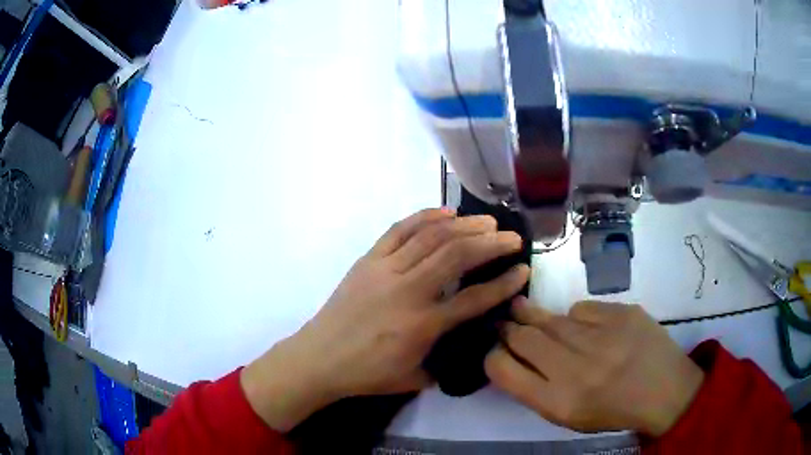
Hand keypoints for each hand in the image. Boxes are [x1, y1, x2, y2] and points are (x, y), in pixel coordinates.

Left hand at [242, 208, 529, 430]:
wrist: (319, 359)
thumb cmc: (367, 374)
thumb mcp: (415, 378)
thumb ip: (446, 360)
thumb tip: (467, 341)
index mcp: (423, 325)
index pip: (475, 298)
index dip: (504, 284)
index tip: (523, 270)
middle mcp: (408, 291)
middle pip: (457, 256)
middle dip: (491, 243)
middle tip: (512, 238)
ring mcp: (386, 270)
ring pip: (431, 237)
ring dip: (464, 225)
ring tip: (487, 222)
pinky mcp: (368, 260)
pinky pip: (399, 229)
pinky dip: (425, 217)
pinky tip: (446, 213)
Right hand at [485, 298, 703, 435]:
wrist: (666, 391)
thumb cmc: (614, 411)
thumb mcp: (569, 416)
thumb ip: (538, 390)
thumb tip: (513, 357)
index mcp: (559, 402)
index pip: (504, 371)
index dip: (493, 357)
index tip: (495, 350)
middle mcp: (576, 370)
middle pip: (523, 338)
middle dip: (507, 329)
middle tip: (504, 322)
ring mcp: (602, 338)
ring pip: (550, 318)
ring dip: (531, 313)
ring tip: (521, 307)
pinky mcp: (622, 314)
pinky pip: (582, 309)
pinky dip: (576, 316)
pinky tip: (583, 325)